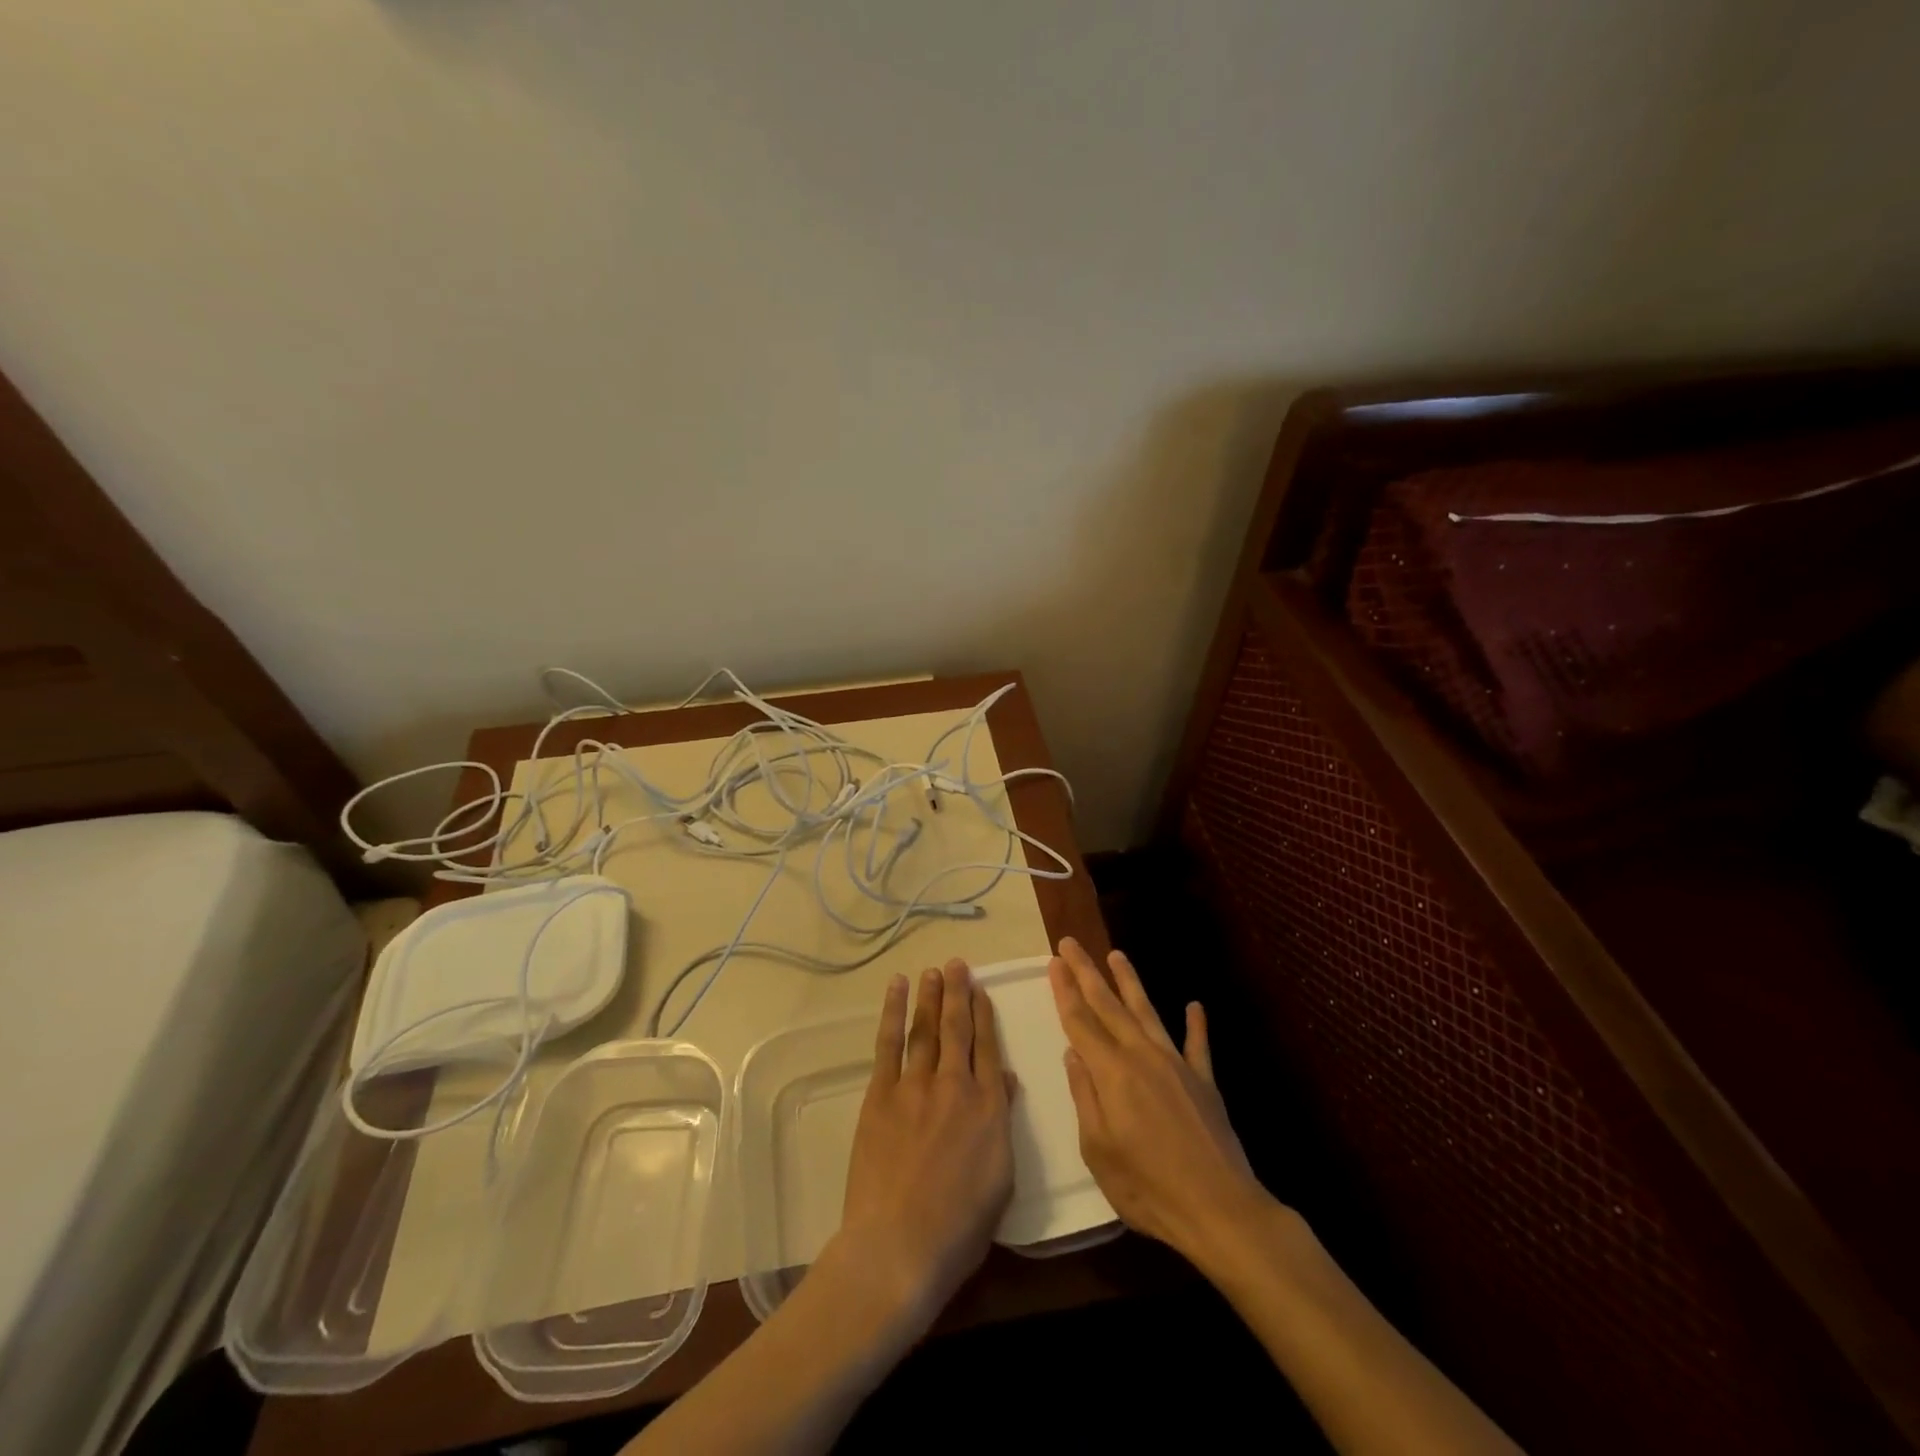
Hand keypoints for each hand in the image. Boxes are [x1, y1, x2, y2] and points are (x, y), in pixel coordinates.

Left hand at [828, 959, 1014, 1331]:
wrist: (899, 1246)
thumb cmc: (959, 1228)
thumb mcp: (1000, 1180)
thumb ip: (1002, 1122)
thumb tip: (1005, 1080)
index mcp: (988, 1108)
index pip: (988, 1049)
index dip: (985, 1016)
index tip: (982, 992)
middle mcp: (955, 1085)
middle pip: (958, 1029)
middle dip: (959, 993)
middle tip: (958, 965)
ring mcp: (916, 1086)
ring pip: (927, 1028)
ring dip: (931, 996)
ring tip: (934, 971)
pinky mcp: (881, 1094)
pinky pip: (889, 1043)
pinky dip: (893, 1012)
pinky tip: (897, 989)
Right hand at [1048, 937, 1268, 1264]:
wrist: (1220, 1210)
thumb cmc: (1148, 1188)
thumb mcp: (1098, 1150)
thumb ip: (1085, 1096)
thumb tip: (1073, 1053)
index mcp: (1112, 1072)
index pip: (1080, 1021)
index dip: (1064, 989)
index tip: (1054, 960)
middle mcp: (1142, 1056)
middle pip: (1108, 1005)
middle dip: (1087, 972)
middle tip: (1071, 943)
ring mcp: (1176, 1064)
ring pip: (1147, 1012)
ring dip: (1130, 982)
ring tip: (1117, 955)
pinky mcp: (1204, 1081)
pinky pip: (1198, 1045)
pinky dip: (1196, 1024)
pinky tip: (1194, 1005)